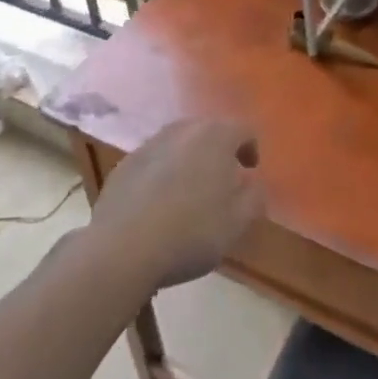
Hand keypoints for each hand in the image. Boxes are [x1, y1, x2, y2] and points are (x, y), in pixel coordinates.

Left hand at [91, 118, 266, 288]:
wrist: (123, 248)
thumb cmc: (191, 232)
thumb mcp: (238, 222)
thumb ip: (254, 198)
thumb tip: (253, 184)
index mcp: (215, 136)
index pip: (244, 130)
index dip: (251, 149)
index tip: (250, 172)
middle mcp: (182, 130)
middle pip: (209, 131)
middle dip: (219, 152)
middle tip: (223, 181)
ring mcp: (149, 144)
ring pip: (179, 144)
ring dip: (189, 161)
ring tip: (190, 193)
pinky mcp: (125, 164)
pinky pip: (154, 161)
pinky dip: (162, 174)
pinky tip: (159, 204)